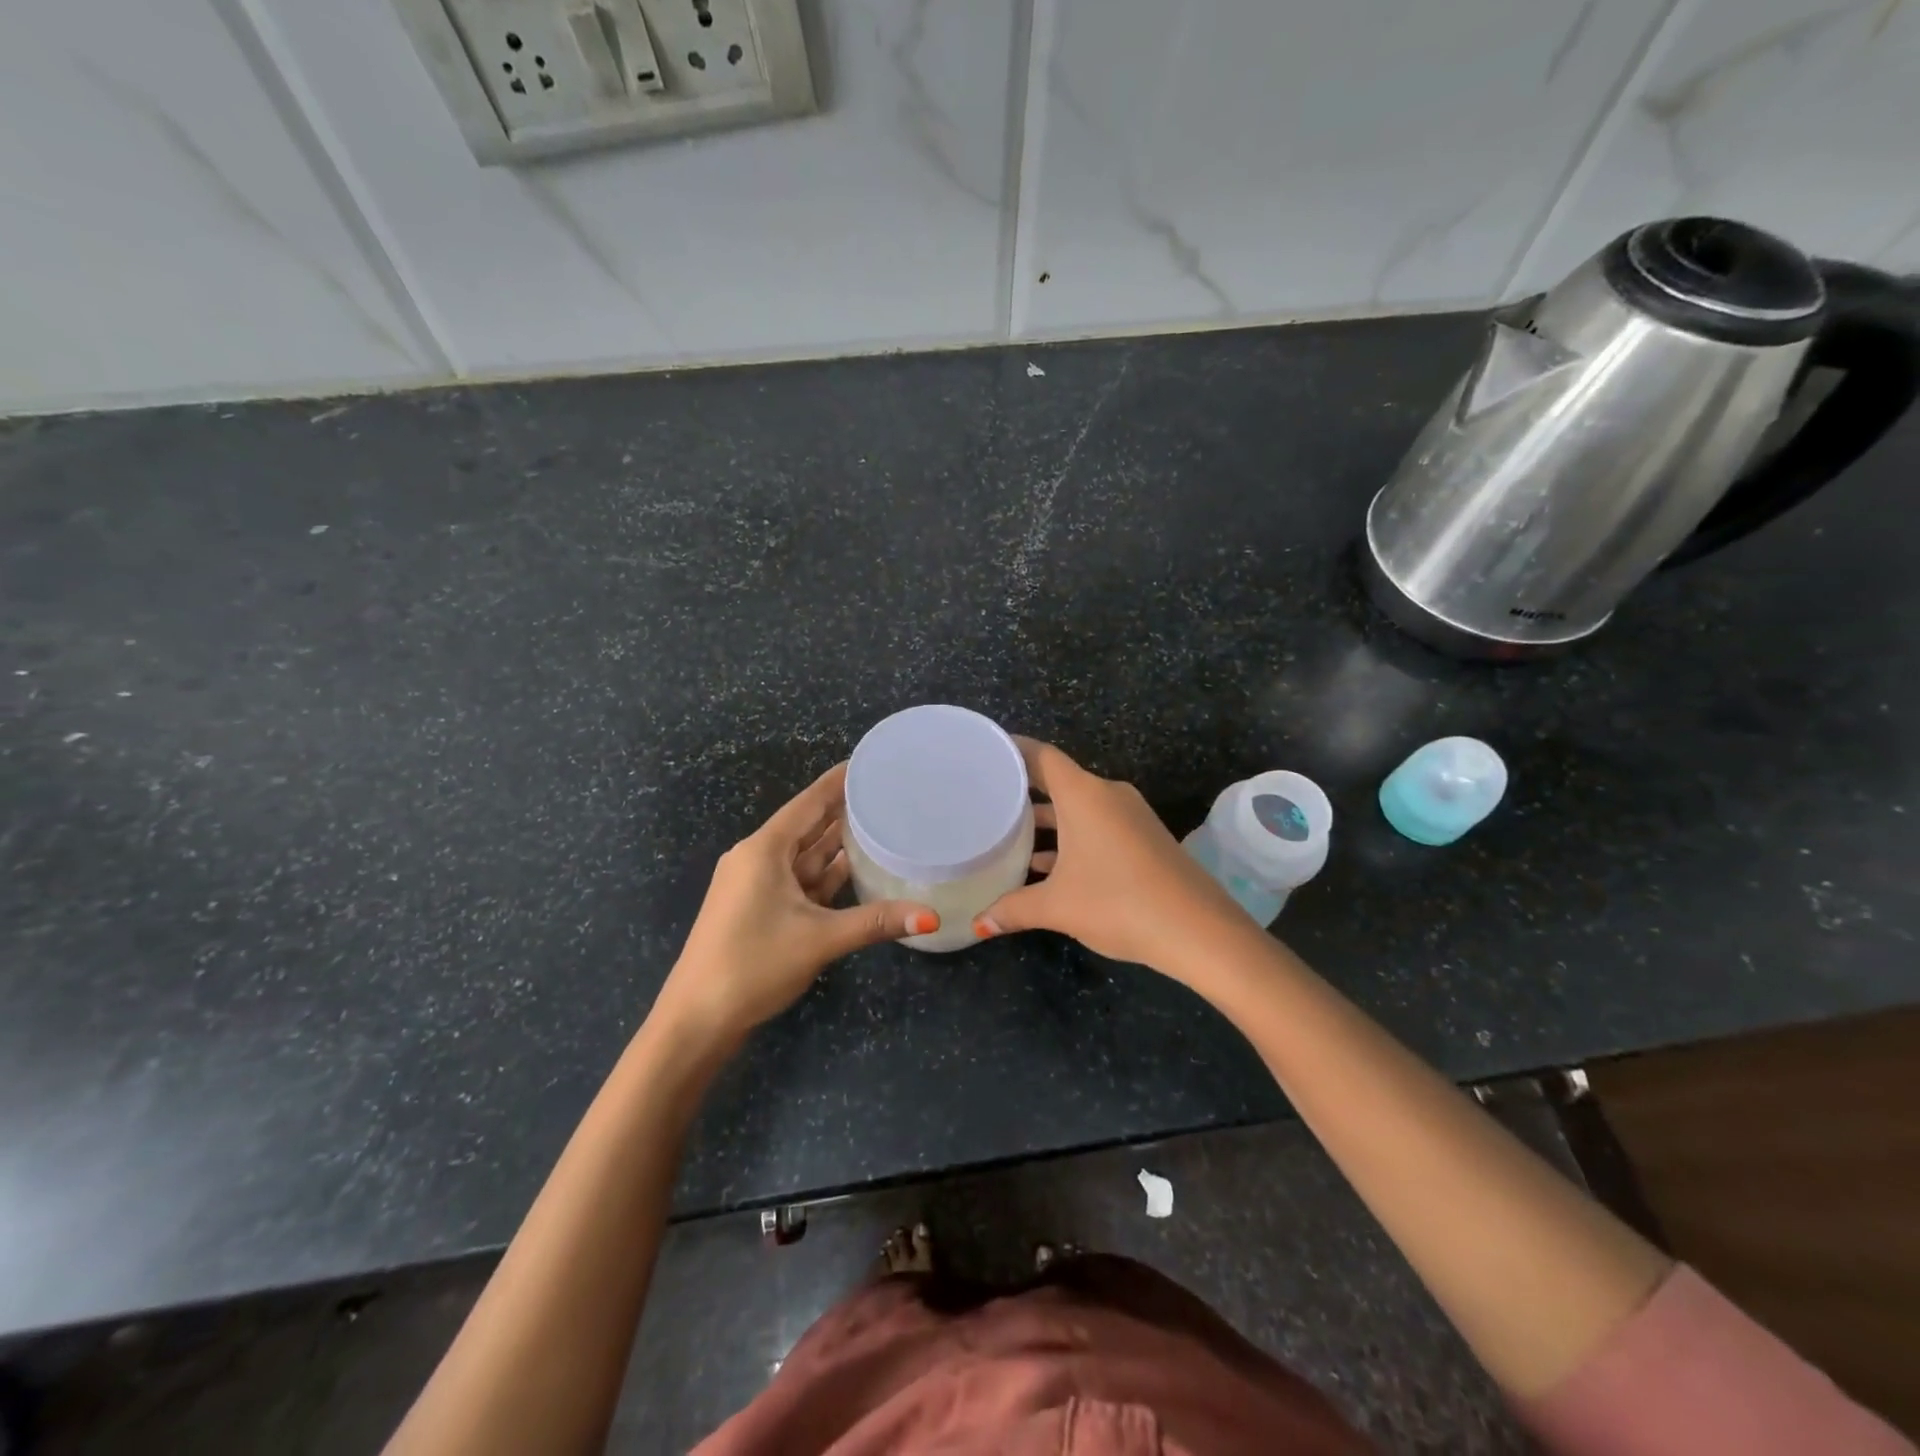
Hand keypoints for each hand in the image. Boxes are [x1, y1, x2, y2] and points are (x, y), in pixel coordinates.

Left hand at [653, 763, 938, 1044]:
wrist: (697, 1019)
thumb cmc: (753, 965)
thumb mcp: (819, 939)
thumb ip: (876, 922)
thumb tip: (931, 917)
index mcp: (764, 850)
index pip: (809, 802)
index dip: (839, 781)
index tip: (871, 762)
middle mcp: (758, 858)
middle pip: (808, 825)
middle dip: (844, 810)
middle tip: (887, 793)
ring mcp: (756, 884)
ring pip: (804, 855)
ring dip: (837, 844)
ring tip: (881, 824)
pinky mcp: (759, 908)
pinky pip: (799, 880)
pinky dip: (825, 874)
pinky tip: (855, 868)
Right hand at [974, 738, 1248, 974]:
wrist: (1198, 930)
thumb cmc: (1118, 902)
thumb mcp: (1057, 906)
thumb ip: (1012, 910)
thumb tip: (978, 926)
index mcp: (1083, 794)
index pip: (1040, 755)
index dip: (1011, 749)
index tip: (984, 752)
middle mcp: (1107, 794)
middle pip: (1058, 780)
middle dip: (1023, 790)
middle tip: (985, 797)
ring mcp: (1129, 816)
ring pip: (1078, 807)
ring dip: (1048, 820)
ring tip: (1008, 835)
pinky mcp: (1144, 838)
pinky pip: (1097, 825)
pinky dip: (1071, 837)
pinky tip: (1047, 866)